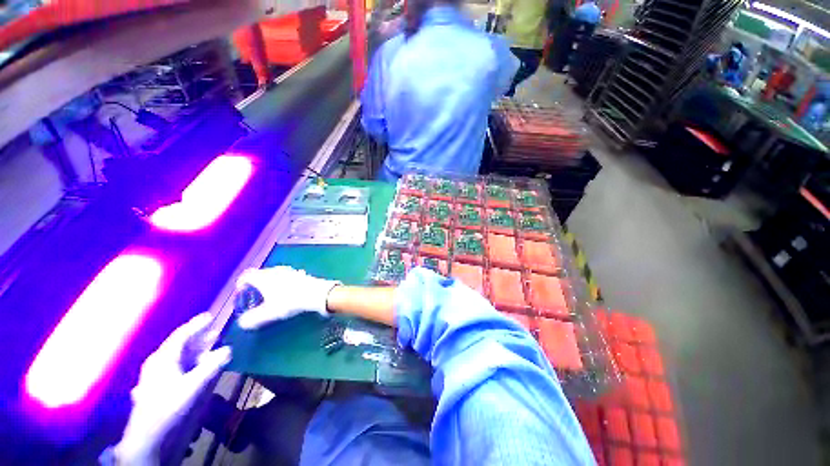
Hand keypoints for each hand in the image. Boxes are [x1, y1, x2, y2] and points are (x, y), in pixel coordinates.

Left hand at [115, 314, 230, 464]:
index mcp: (163, 358)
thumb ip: (212, 366)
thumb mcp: (193, 386)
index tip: (211, 316)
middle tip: (216, 331)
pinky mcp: (157, 386)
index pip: (181, 335)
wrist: (147, 437)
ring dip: (196, 351)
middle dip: (199, 338)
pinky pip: (176, 367)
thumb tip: (229, 349)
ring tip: (211, 347)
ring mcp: (156, 375)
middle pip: (180, 345)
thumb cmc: (169, 406)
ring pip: (178, 357)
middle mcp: (157, 362)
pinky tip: (197, 367)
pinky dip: (190, 363)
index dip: (196, 325)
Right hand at [235, 266, 339, 329]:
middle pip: (260, 273)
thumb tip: (242, 323)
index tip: (241, 292)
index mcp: (264, 278)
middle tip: (255, 295)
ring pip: (274, 273)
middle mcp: (275, 271)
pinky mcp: (300, 273)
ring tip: (270, 293)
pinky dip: (282, 281)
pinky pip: (286, 275)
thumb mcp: (269, 313)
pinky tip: (286, 290)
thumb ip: (253, 318)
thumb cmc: (290, 301)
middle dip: (255, 283)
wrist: (316, 293)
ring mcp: (289, 271)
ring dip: (269, 281)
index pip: (247, 275)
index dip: (241, 283)